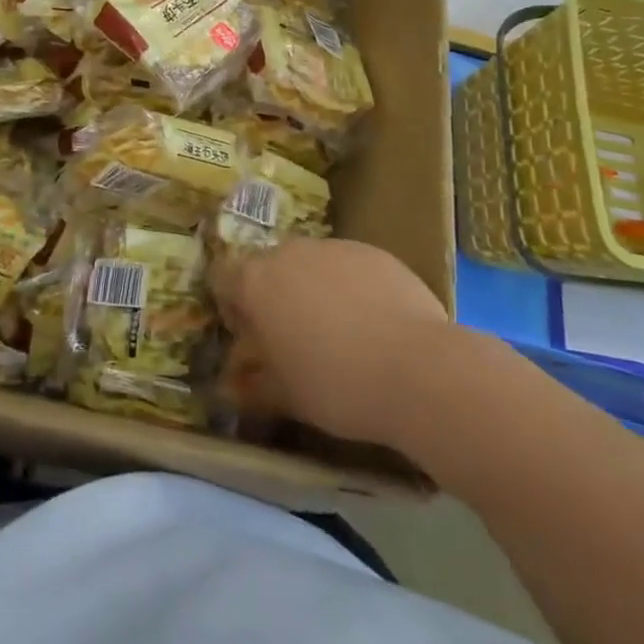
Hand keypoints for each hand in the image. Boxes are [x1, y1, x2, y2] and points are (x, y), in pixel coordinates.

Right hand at [213, 237, 450, 449]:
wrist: (421, 370)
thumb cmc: (337, 385)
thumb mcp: (286, 397)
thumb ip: (252, 386)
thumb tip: (230, 388)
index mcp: (256, 281)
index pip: (222, 277)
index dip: (231, 305)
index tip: (250, 336)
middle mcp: (289, 252)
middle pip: (268, 267)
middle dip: (274, 296)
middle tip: (295, 338)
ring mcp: (334, 247)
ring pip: (310, 264)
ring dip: (313, 289)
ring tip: (341, 333)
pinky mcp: (375, 252)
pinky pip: (349, 267)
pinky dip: (351, 288)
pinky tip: (375, 325)